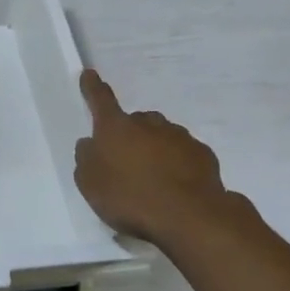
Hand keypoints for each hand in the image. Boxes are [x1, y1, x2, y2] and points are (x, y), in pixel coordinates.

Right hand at [73, 69, 252, 253]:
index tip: (90, 73)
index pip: (100, 100)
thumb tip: (90, 143)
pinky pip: (183, 153)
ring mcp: (178, 136)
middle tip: (126, 162)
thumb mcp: (90, 183)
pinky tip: (176, 186)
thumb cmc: (129, 197)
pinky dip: (177, 163)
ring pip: (161, 136)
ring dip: (155, 149)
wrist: (189, 217)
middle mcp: (148, 124)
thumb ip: (86, 159)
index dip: (93, 87)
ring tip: (153, 179)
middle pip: (135, 121)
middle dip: (130, 135)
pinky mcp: (203, 154)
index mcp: (116, 127)